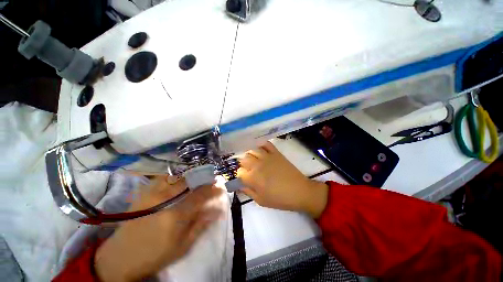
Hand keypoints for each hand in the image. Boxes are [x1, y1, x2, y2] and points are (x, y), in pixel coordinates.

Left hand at [94, 176, 223, 281]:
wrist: (120, 257)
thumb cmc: (155, 255)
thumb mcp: (182, 246)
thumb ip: (200, 225)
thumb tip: (217, 210)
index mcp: (175, 216)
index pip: (200, 196)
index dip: (213, 190)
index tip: (221, 187)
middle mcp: (164, 200)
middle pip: (189, 182)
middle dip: (204, 179)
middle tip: (212, 179)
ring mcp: (152, 194)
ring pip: (176, 177)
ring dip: (191, 175)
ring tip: (199, 177)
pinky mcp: (144, 193)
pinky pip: (163, 178)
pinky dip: (175, 176)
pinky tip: (181, 178)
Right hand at [237, 141, 328, 217]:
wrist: (299, 191)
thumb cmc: (280, 199)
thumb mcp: (261, 201)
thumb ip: (248, 192)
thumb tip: (239, 185)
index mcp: (253, 178)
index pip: (239, 172)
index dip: (240, 175)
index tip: (244, 178)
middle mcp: (257, 164)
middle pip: (243, 159)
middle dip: (244, 164)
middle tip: (249, 170)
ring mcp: (267, 156)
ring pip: (252, 150)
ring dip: (250, 155)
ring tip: (254, 160)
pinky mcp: (275, 152)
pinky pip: (265, 144)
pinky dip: (261, 145)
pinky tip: (261, 150)